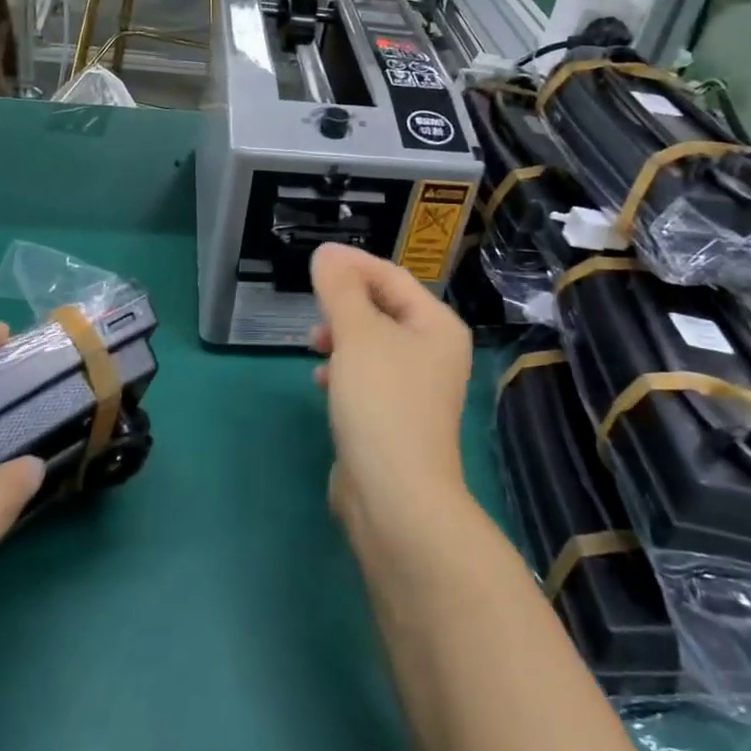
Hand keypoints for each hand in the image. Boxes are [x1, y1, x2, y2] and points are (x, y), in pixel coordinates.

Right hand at [309, 243, 474, 539]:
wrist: (396, 497)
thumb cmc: (382, 401)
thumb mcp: (358, 334)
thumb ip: (340, 289)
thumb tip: (327, 253)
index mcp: (437, 326)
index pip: (393, 277)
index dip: (353, 265)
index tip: (316, 260)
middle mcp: (435, 353)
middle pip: (384, 309)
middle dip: (346, 304)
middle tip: (314, 307)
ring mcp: (418, 389)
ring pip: (373, 345)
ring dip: (342, 337)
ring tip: (314, 344)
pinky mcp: (397, 418)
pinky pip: (368, 378)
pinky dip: (345, 371)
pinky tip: (322, 382)